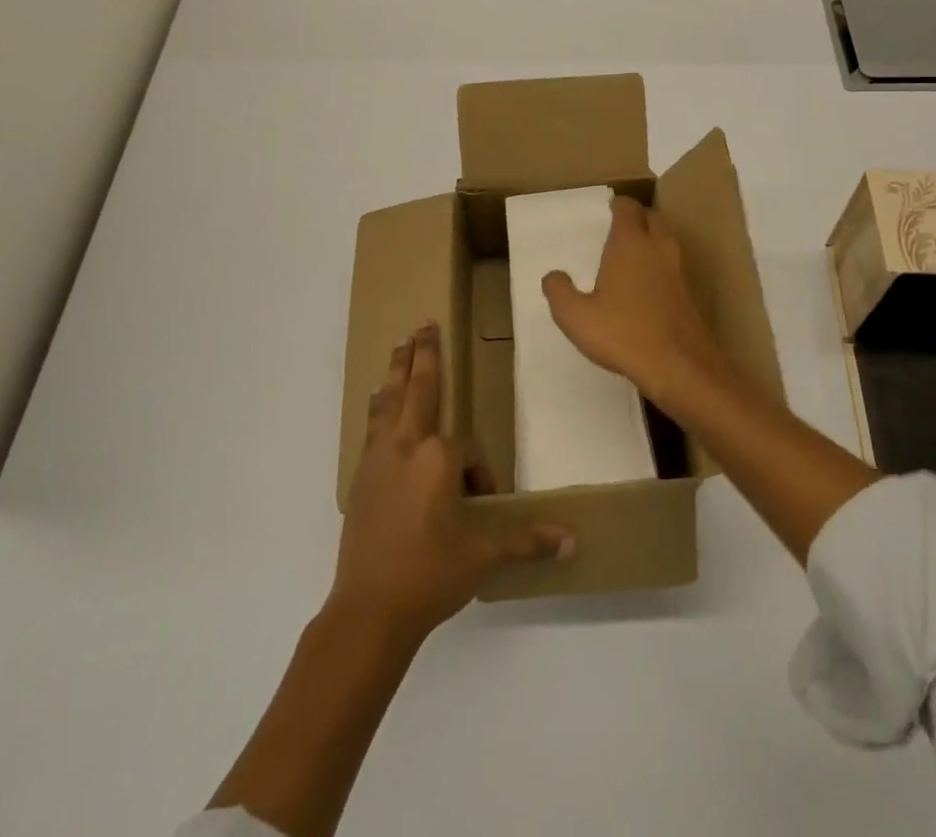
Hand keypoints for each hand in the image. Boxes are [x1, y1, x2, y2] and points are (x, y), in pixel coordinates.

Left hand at [331, 324, 573, 645]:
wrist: (368, 610)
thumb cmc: (430, 575)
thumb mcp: (484, 556)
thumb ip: (528, 540)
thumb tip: (574, 540)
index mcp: (438, 459)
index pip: (468, 449)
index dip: (481, 472)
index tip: (484, 501)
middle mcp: (406, 446)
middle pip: (418, 389)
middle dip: (423, 355)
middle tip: (424, 324)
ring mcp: (378, 459)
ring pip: (389, 402)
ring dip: (397, 371)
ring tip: (400, 346)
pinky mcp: (360, 477)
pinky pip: (373, 427)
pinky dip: (379, 406)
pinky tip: (377, 399)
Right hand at [541, 196, 723, 404]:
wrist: (679, 366)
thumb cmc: (623, 333)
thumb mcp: (576, 316)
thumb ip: (559, 292)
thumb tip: (552, 275)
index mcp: (630, 243)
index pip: (627, 208)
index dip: (617, 204)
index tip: (606, 209)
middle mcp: (657, 248)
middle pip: (652, 217)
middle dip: (638, 217)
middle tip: (619, 227)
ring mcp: (677, 270)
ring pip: (666, 240)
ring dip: (652, 239)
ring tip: (631, 254)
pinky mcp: (689, 294)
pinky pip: (672, 266)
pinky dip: (660, 265)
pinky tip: (646, 286)